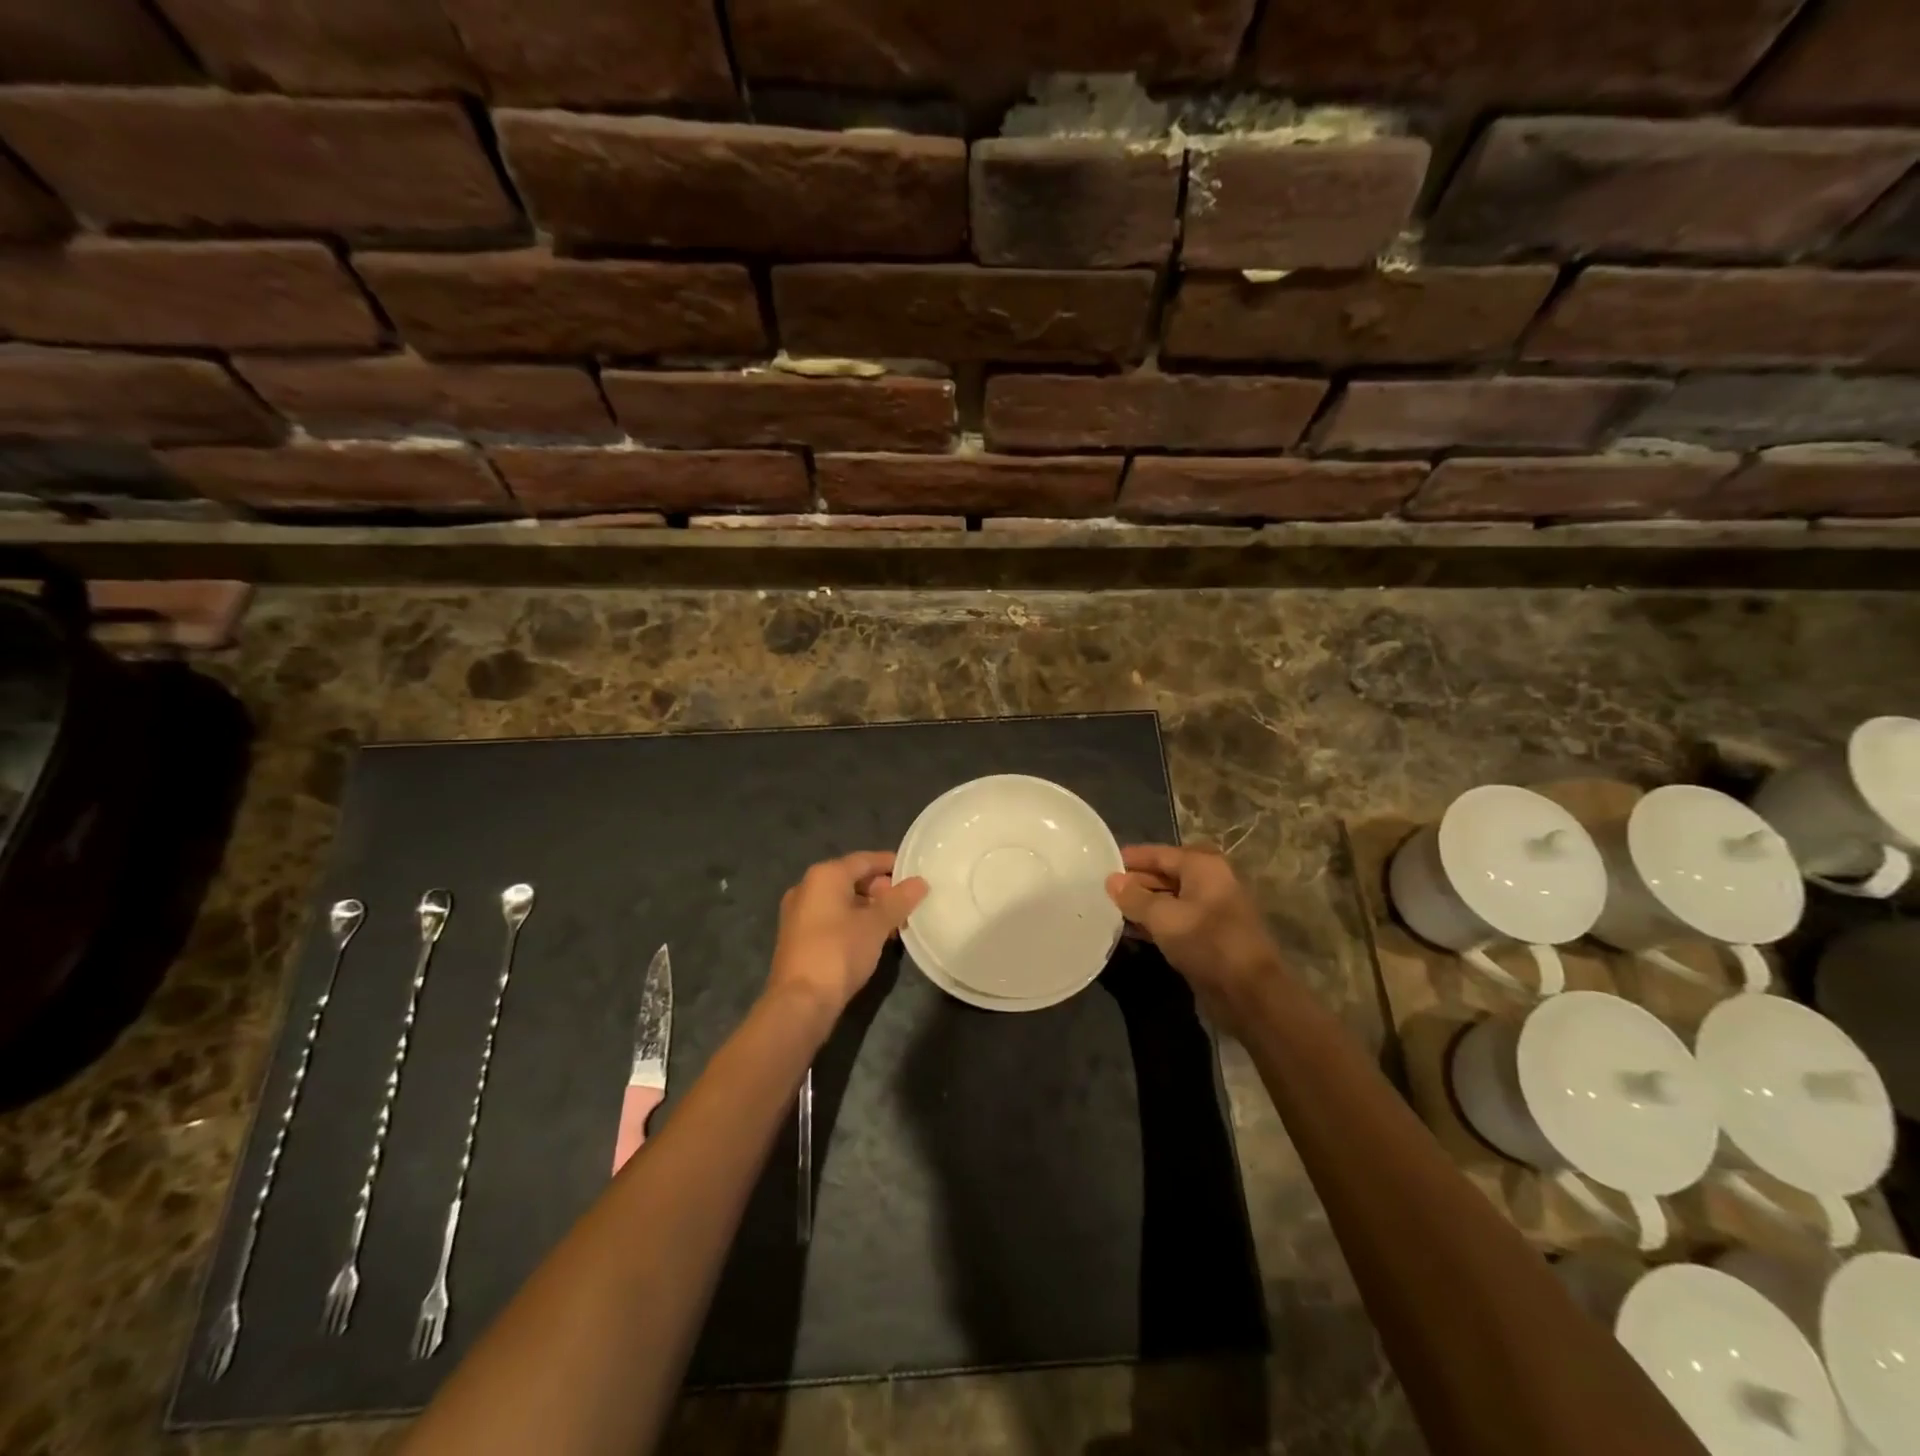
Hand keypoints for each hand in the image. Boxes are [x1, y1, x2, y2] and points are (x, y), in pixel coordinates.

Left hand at [769, 851, 927, 1023]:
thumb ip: (899, 900)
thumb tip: (920, 882)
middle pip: (851, 878)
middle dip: (880, 888)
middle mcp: (806, 887)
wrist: (800, 1001)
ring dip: (868, 907)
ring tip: (894, 921)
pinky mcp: (797, 937)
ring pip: (841, 900)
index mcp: (824, 876)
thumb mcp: (876, 924)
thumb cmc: (839, 951)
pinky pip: (831, 918)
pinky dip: (852, 921)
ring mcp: (798, 913)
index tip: (914, 871)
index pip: (864, 860)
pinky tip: (871, 937)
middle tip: (906, 900)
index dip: (890, 864)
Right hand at [1106, 845, 1279, 1023]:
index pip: (1159, 854)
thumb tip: (1111, 880)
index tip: (1103, 863)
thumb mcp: (1163, 917)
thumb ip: (1134, 897)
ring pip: (1170, 899)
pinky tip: (1132, 931)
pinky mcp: (1210, 936)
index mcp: (1203, 866)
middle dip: (1136, 882)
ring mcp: (1212, 910)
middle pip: (1166, 874)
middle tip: (1103, 890)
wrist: (1249, 992)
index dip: (1131, 858)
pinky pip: (1177, 920)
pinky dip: (1156, 923)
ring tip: (1112, 910)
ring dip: (1144, 905)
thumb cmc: (1206, 942)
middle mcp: (1210, 881)